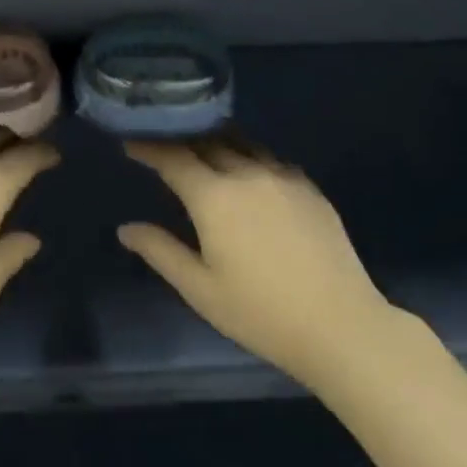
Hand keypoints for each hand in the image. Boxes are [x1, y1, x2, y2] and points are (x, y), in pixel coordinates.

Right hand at [119, 137, 393, 388]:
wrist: (341, 326)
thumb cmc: (261, 313)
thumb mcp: (200, 289)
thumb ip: (160, 251)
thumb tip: (125, 229)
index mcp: (214, 197)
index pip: (172, 157)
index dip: (148, 146)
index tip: (130, 142)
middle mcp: (246, 174)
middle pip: (206, 142)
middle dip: (181, 140)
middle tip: (163, 145)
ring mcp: (282, 177)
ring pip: (241, 144)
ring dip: (216, 143)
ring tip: (202, 152)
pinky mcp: (308, 187)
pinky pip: (270, 159)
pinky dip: (250, 158)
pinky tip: (249, 174)